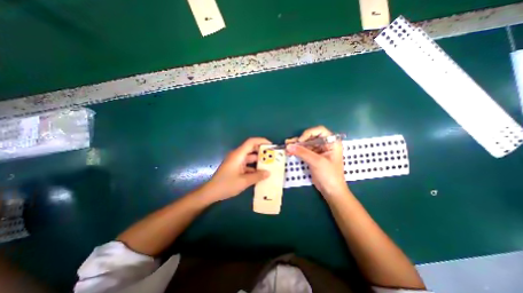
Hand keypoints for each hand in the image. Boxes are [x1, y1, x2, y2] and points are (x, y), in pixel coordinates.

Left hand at [201, 137, 271, 200]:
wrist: (211, 192)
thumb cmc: (226, 185)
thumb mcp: (244, 181)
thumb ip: (257, 176)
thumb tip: (269, 173)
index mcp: (238, 155)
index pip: (251, 142)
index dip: (262, 141)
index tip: (271, 146)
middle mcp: (237, 156)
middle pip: (251, 149)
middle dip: (262, 152)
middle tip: (273, 157)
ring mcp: (236, 162)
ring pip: (250, 158)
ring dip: (259, 161)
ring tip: (270, 165)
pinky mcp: (235, 167)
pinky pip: (247, 164)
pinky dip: (254, 168)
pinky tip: (261, 174)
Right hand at [286, 126, 350, 198]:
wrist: (331, 190)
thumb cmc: (329, 175)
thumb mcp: (317, 162)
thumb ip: (303, 153)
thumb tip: (288, 146)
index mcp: (331, 142)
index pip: (319, 131)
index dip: (308, 133)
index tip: (300, 141)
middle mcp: (325, 144)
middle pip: (310, 137)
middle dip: (299, 140)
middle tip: (288, 143)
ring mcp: (318, 150)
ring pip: (305, 144)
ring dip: (296, 145)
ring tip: (286, 147)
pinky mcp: (313, 156)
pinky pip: (303, 150)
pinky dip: (296, 151)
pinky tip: (289, 151)